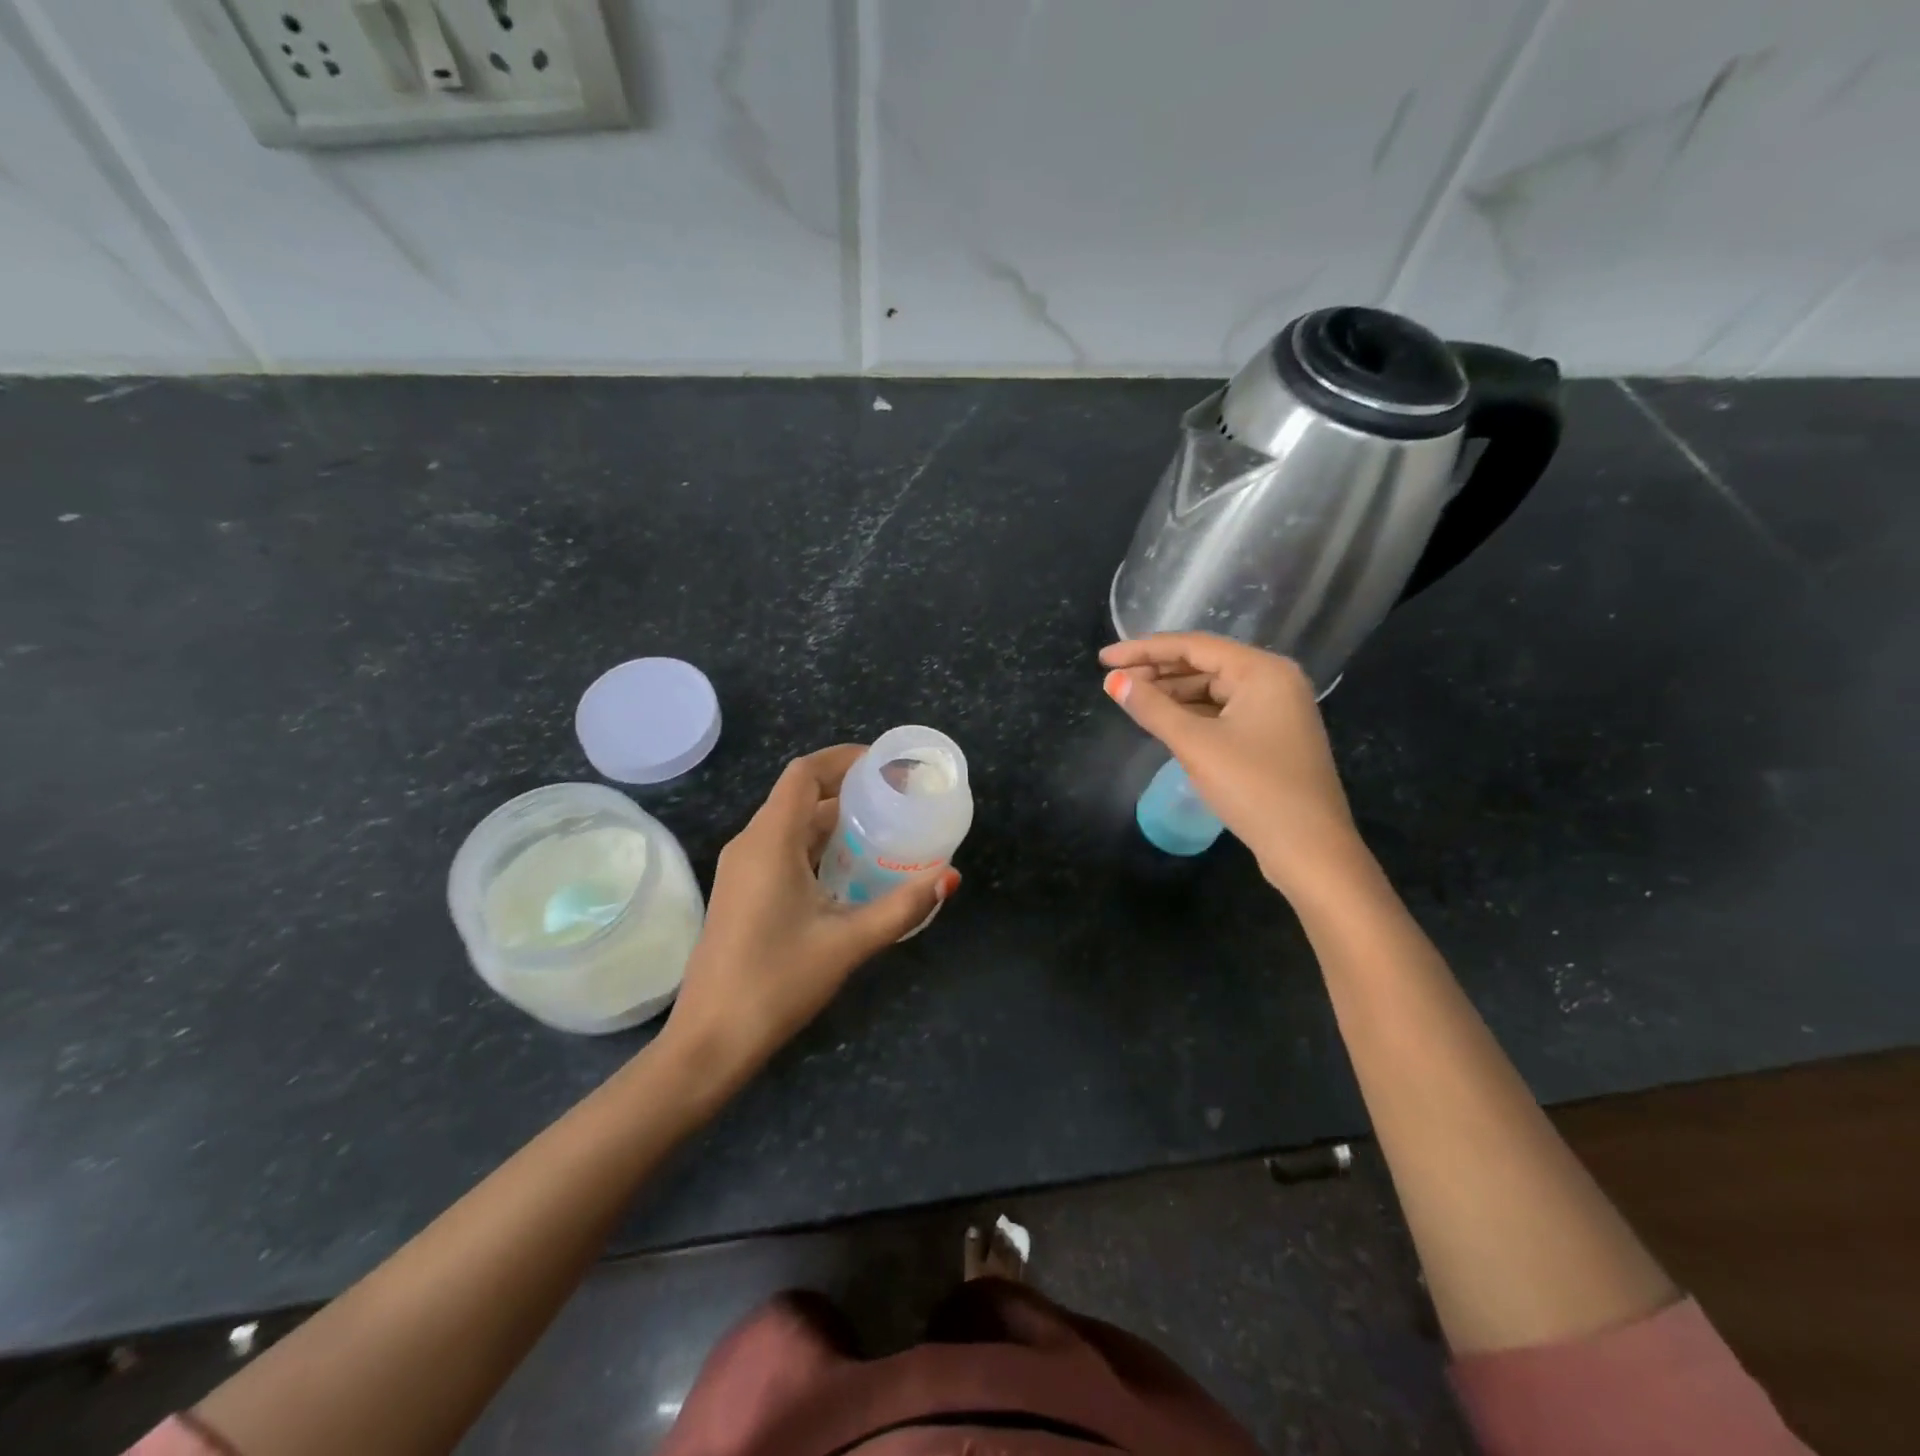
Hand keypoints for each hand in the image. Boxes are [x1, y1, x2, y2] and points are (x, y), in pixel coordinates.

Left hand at [660, 745, 959, 1085]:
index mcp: (770, 841)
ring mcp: (741, 869)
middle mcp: (750, 844)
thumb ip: (903, 906)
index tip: (885, 765)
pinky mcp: (742, 892)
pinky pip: (782, 849)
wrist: (710, 1040)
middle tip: (896, 799)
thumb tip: (950, 876)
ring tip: (883, 829)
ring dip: (833, 820)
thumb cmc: (778, 982)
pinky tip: (850, 869)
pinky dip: (817, 845)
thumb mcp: (849, 942)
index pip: (804, 773)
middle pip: (799, 795)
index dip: (843, 758)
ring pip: (791, 825)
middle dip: (847, 790)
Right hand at [1100, 633, 1368, 898]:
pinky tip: (1164, 721)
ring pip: (1214, 690)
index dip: (1144, 650)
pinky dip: (1192, 714)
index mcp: (1263, 671)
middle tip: (1113, 680)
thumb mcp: (1196, 744)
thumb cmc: (1254, 787)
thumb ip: (1152, 708)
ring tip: (1131, 699)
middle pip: (1205, 664)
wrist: (1309, 849)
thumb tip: (1114, 681)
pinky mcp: (1272, 738)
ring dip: (1173, 694)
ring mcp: (1277, 711)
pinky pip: (1223, 713)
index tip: (1104, 659)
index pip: (1193, 646)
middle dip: (1157, 671)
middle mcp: (1274, 681)